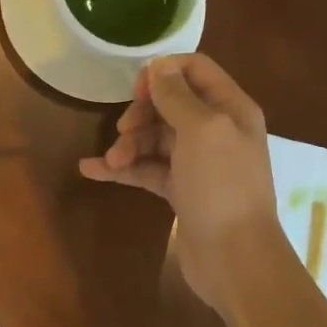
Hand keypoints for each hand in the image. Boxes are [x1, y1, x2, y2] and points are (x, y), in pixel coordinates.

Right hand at [78, 54, 279, 306]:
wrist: (235, 258)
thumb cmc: (222, 187)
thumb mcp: (202, 130)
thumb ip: (177, 96)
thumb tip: (157, 68)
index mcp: (230, 108)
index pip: (195, 69)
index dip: (163, 73)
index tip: (136, 91)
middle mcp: (216, 130)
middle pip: (169, 104)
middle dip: (140, 113)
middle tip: (123, 131)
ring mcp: (197, 162)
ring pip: (154, 138)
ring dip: (128, 144)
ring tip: (112, 161)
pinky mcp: (180, 190)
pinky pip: (147, 168)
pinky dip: (122, 168)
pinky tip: (91, 169)